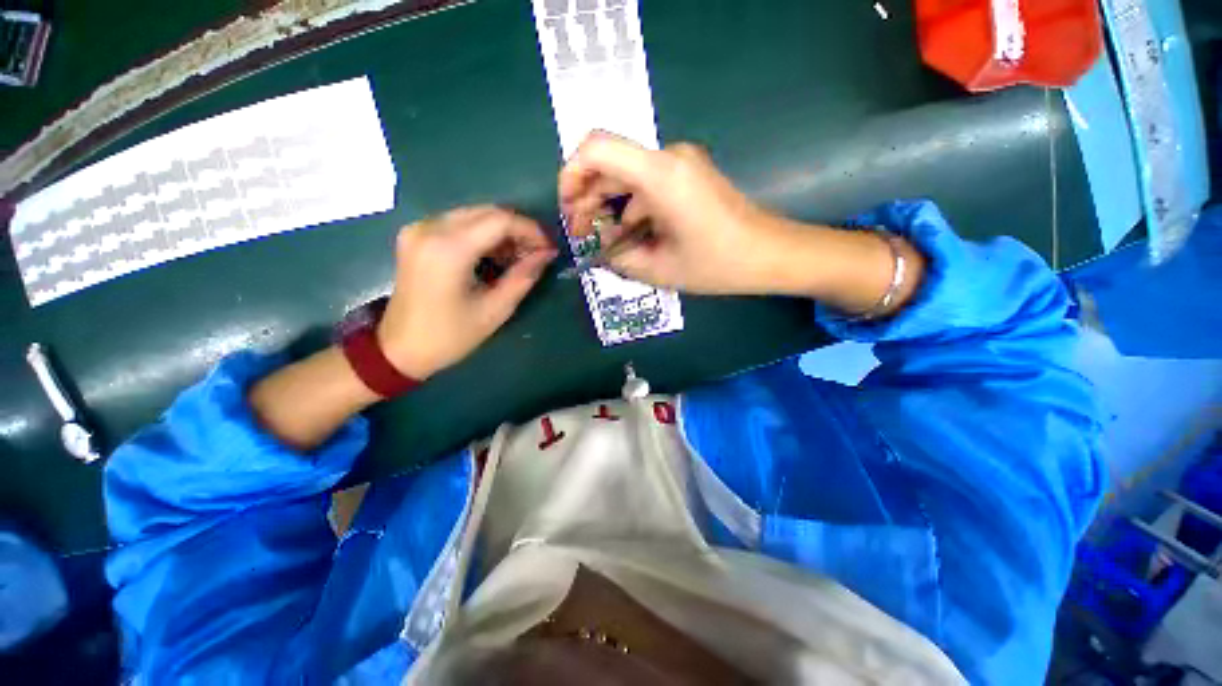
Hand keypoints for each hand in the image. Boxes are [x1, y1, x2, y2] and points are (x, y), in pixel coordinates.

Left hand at [377, 206, 556, 379]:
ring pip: (473, 215)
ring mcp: (419, 229)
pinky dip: (482, 234)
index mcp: (449, 249)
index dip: (530, 230)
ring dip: (501, 231)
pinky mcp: (415, 235)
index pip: (500, 221)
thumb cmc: (450, 336)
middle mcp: (430, 228)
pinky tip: (494, 255)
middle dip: (518, 229)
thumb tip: (546, 254)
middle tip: (537, 252)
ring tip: (519, 256)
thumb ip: (523, 277)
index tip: (549, 247)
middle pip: (487, 212)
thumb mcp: (495, 310)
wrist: (399, 348)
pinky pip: (458, 222)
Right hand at [558, 131, 795, 294]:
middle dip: (587, 199)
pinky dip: (631, 209)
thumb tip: (599, 247)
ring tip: (608, 244)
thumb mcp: (660, 270)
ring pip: (626, 177)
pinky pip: (646, 186)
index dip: (571, 176)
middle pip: (608, 164)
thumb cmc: (718, 264)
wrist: (770, 253)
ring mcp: (680, 163)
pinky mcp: (687, 174)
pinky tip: (633, 237)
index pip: (596, 149)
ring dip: (610, 208)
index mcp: (660, 175)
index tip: (569, 211)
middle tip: (583, 236)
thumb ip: (619, 258)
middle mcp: (668, 157)